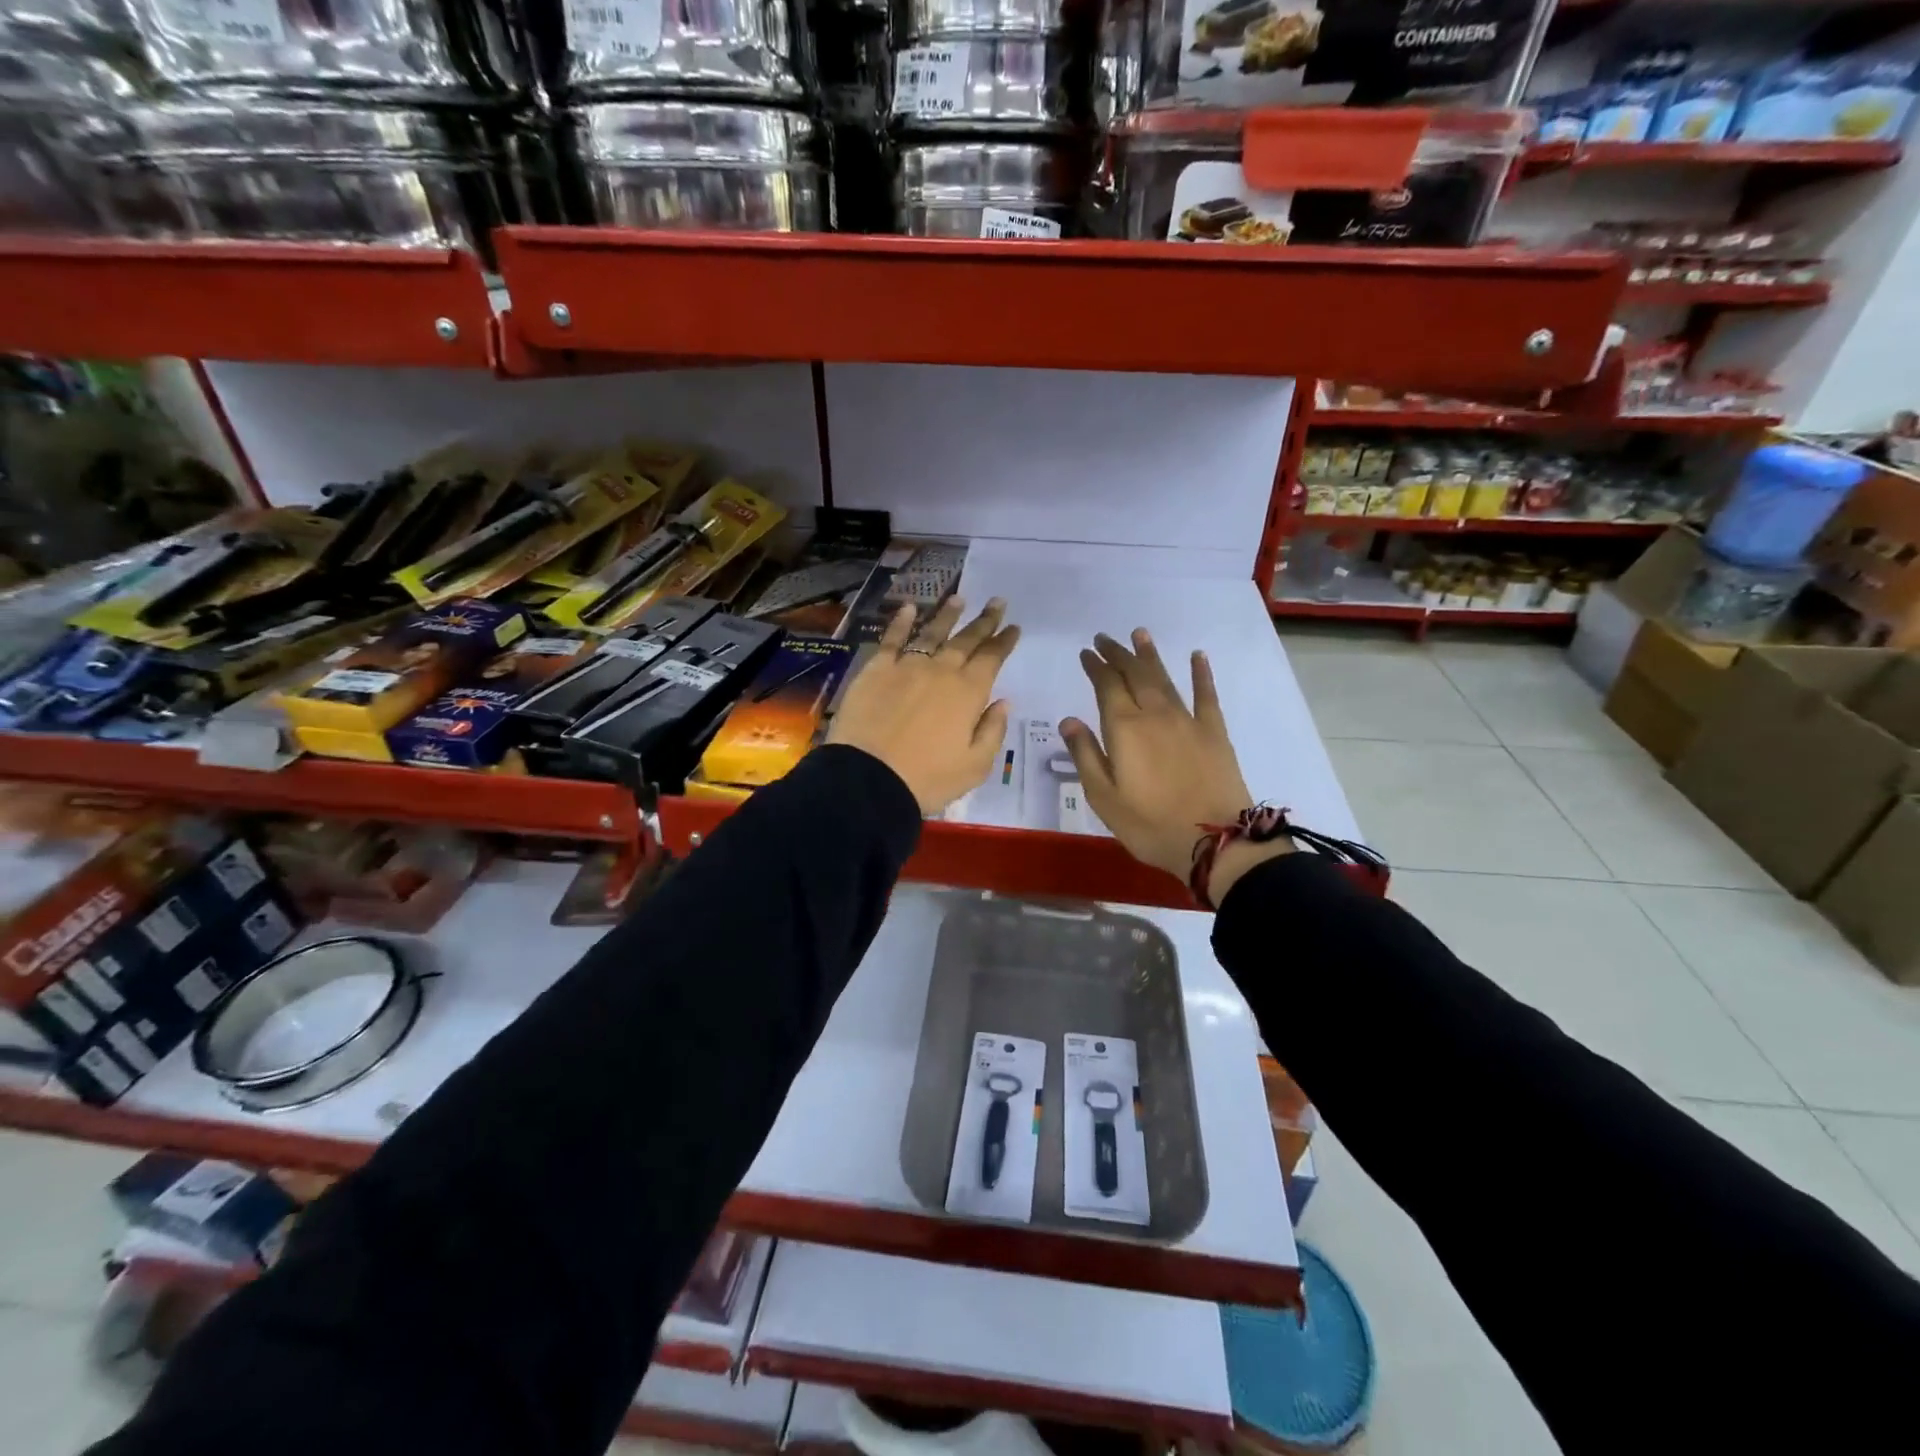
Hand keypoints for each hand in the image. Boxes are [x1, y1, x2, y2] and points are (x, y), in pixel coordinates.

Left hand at [828, 596, 1020, 814]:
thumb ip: (992, 731)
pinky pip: (891, 639)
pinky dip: (900, 621)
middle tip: (997, 602)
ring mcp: (906, 666)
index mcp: (968, 694)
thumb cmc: (927, 779)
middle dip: (984, 621)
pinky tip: (908, 608)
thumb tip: (1004, 702)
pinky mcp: (875, 670)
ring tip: (960, 599)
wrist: (868, 779)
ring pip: (932, 633)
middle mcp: (941, 671)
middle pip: (966, 640)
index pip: (992, 659)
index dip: (1004, 641)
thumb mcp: (975, 766)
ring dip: (948, 615)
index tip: (1014, 626)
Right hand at [1061, 629, 1283, 897]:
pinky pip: (1206, 695)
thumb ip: (1085, 754)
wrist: (1214, 839)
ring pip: (1165, 678)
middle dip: (1117, 654)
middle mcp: (1155, 714)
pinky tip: (1197, 657)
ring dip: (1150, 655)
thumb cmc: (1149, 824)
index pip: (1106, 685)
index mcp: (1124, 728)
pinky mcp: (1214, 732)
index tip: (1086, 653)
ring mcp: (1187, 720)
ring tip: (1139, 634)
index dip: (1095, 666)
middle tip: (1104, 638)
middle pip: (1134, 674)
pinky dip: (1201, 674)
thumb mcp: (1103, 797)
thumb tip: (1068, 720)